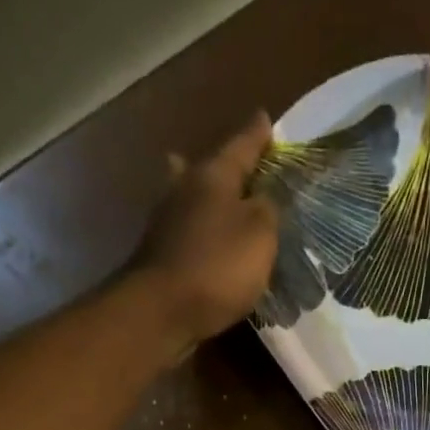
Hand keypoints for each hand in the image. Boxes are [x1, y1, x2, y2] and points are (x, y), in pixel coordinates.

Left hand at [139, 112, 280, 359]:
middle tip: (233, 166)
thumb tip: (263, 198)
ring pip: (192, 200)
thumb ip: (268, 210)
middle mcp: (185, 188)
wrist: (163, 310)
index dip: (257, 136)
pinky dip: (201, 235)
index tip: (265, 119)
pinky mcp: (162, 255)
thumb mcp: (260, 234)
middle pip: (209, 170)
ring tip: (221, 207)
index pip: (242, 145)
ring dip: (207, 201)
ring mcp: (168, 222)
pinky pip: (188, 235)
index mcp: (213, 174)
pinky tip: (208, 245)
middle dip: (223, 168)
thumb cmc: (218, 266)